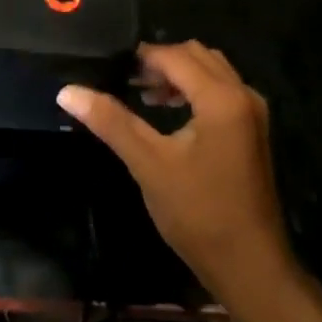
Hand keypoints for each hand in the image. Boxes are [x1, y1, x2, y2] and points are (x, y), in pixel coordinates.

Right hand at [59, 42, 293, 303]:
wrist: (250, 265)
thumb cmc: (198, 213)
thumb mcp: (149, 164)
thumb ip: (111, 121)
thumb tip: (68, 91)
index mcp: (221, 98)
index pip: (175, 56)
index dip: (141, 57)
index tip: (110, 68)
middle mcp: (243, 94)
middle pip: (197, 55)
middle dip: (160, 61)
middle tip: (125, 80)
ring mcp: (253, 112)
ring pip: (211, 71)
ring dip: (178, 74)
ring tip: (143, 94)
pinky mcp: (253, 130)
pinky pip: (221, 90)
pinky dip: (194, 89)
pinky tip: (168, 112)